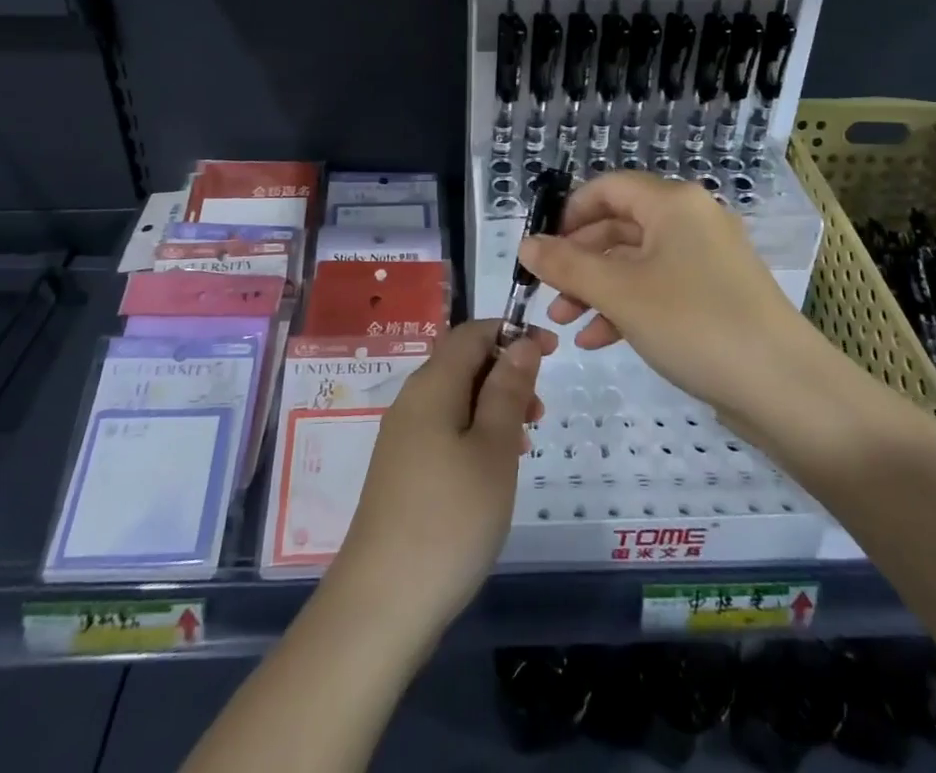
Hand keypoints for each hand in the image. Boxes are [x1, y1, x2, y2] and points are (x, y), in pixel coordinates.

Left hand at [329, 319, 553, 635]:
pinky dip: (476, 433)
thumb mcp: (494, 449)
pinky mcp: (401, 471)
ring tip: (525, 442)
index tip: (552, 351)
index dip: (512, 332)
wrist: (382, 603)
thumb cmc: (450, 518)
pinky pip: (445, 430)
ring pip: (456, 399)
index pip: (472, 332)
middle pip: (462, 363)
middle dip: (506, 372)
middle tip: (540, 411)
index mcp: (432, 385)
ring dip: (495, 406)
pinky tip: (494, 471)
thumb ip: (508, 390)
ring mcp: (402, 438)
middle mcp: (412, 401)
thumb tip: (520, 343)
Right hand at [518, 171, 832, 424]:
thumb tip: (524, 244)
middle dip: (578, 260)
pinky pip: (659, 287)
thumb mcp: (620, 293)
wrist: (786, 390)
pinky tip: (599, 339)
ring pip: (636, 261)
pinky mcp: (715, 295)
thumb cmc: (695, 324)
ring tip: (565, 324)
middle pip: (619, 226)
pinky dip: (626, 306)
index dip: (568, 213)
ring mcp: (707, 259)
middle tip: (548, 294)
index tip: (541, 249)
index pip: (607, 187)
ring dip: (596, 288)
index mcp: (673, 203)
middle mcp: (691, 220)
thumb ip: (567, 265)